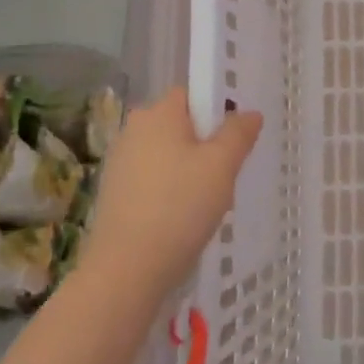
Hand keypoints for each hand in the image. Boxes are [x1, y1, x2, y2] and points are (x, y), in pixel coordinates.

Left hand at [86, 89, 262, 304]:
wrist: (127, 269)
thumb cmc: (180, 207)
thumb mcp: (222, 165)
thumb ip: (239, 133)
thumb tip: (249, 113)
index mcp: (158, 113)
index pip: (192, 94)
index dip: (216, 112)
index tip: (232, 142)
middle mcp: (133, 129)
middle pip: (180, 125)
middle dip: (205, 146)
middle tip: (224, 176)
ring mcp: (119, 162)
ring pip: (168, 155)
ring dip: (189, 171)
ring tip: (204, 204)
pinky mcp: (114, 193)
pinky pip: (153, 180)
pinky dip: (170, 192)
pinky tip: (181, 219)